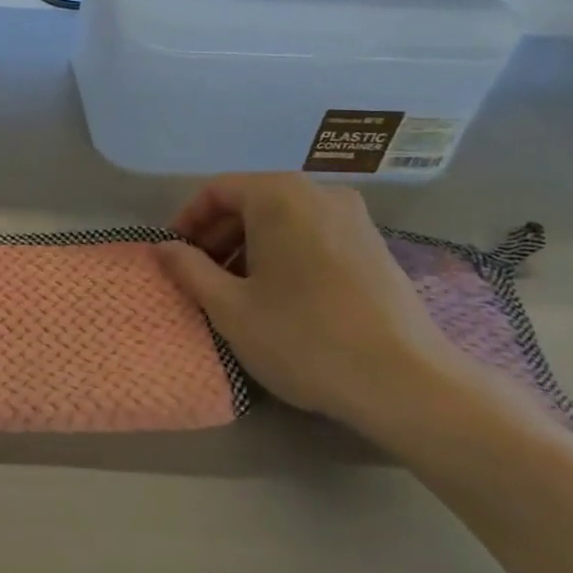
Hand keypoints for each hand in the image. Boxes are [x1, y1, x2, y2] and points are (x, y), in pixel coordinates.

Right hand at [157, 174, 478, 441]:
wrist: (408, 382)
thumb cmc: (304, 338)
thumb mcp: (230, 308)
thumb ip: (189, 270)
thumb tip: (164, 248)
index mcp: (279, 196)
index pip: (216, 190)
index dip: (187, 220)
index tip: (174, 255)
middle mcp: (318, 192)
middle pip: (252, 200)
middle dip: (218, 235)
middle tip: (200, 276)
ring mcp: (354, 217)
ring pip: (283, 218)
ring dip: (250, 246)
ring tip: (237, 290)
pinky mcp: (374, 244)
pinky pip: (313, 233)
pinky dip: (284, 252)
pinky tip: (281, 295)